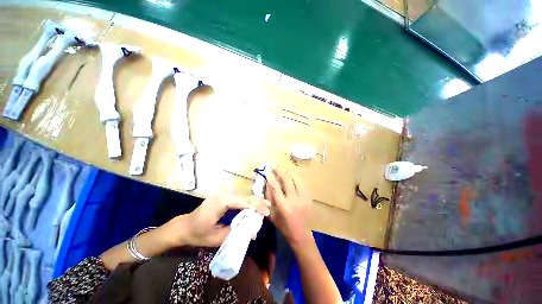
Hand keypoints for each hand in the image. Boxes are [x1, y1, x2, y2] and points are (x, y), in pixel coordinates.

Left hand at [163, 195, 270, 247]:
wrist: (182, 227)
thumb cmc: (197, 234)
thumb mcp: (216, 238)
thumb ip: (235, 233)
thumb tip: (252, 234)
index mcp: (220, 203)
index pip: (242, 202)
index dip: (255, 207)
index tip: (266, 213)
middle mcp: (222, 196)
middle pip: (243, 197)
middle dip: (257, 202)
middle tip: (269, 207)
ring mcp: (222, 197)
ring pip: (242, 197)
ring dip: (253, 202)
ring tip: (265, 205)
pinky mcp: (222, 199)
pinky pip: (237, 200)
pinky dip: (247, 203)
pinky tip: (254, 205)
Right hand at [265, 169, 311, 245]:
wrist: (300, 233)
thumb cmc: (283, 225)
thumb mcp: (272, 213)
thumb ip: (269, 197)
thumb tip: (268, 182)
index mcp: (283, 206)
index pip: (276, 187)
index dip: (271, 177)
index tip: (268, 172)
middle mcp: (294, 200)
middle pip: (287, 180)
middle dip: (280, 172)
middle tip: (276, 169)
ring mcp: (303, 198)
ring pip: (296, 179)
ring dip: (289, 173)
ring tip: (284, 170)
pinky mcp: (309, 197)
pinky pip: (302, 183)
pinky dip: (296, 178)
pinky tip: (292, 176)